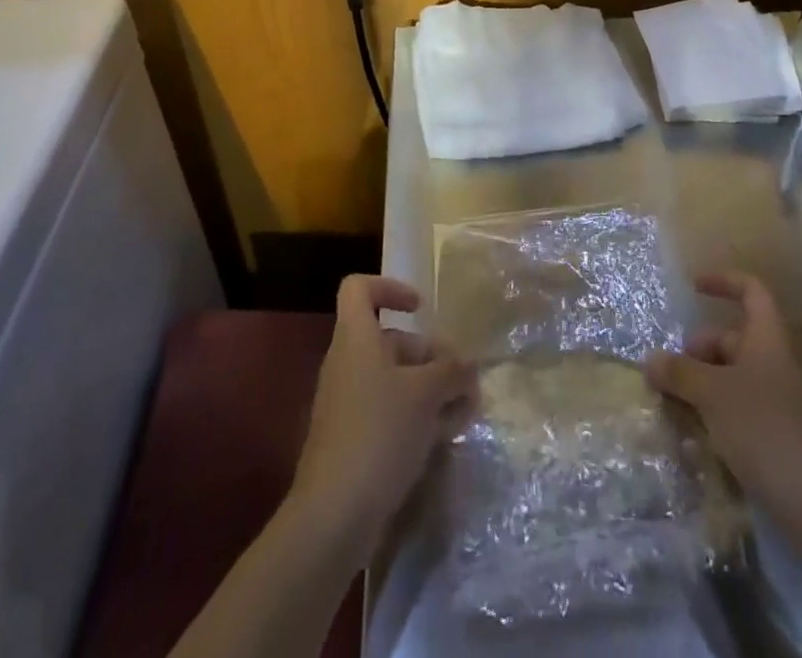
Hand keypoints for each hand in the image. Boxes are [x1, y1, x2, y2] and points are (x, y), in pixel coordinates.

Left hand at [287, 275, 475, 564]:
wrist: (334, 514)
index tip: (421, 309)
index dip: (390, 288)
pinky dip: (416, 417)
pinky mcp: (353, 439)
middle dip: (429, 355)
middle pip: (389, 339)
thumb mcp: (425, 394)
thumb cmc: (379, 433)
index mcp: (355, 338)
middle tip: (463, 378)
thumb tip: (467, 365)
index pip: (359, 288)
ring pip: (394, 380)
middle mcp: (347, 363)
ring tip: (465, 412)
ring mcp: (348, 403)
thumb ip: (451, 371)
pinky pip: (388, 412)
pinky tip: (445, 438)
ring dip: (430, 390)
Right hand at [645, 271, 801, 516]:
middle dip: (699, 350)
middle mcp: (777, 364)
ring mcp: (781, 402)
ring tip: (674, 404)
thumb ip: (679, 373)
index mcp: (768, 340)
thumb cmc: (765, 430)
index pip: (751, 291)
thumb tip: (651, 359)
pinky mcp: (780, 438)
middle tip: (670, 371)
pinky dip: (717, 413)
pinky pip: (741, 409)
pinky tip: (695, 434)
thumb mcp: (712, 395)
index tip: (693, 287)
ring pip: (734, 377)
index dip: (723, 282)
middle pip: (734, 339)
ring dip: (703, 384)